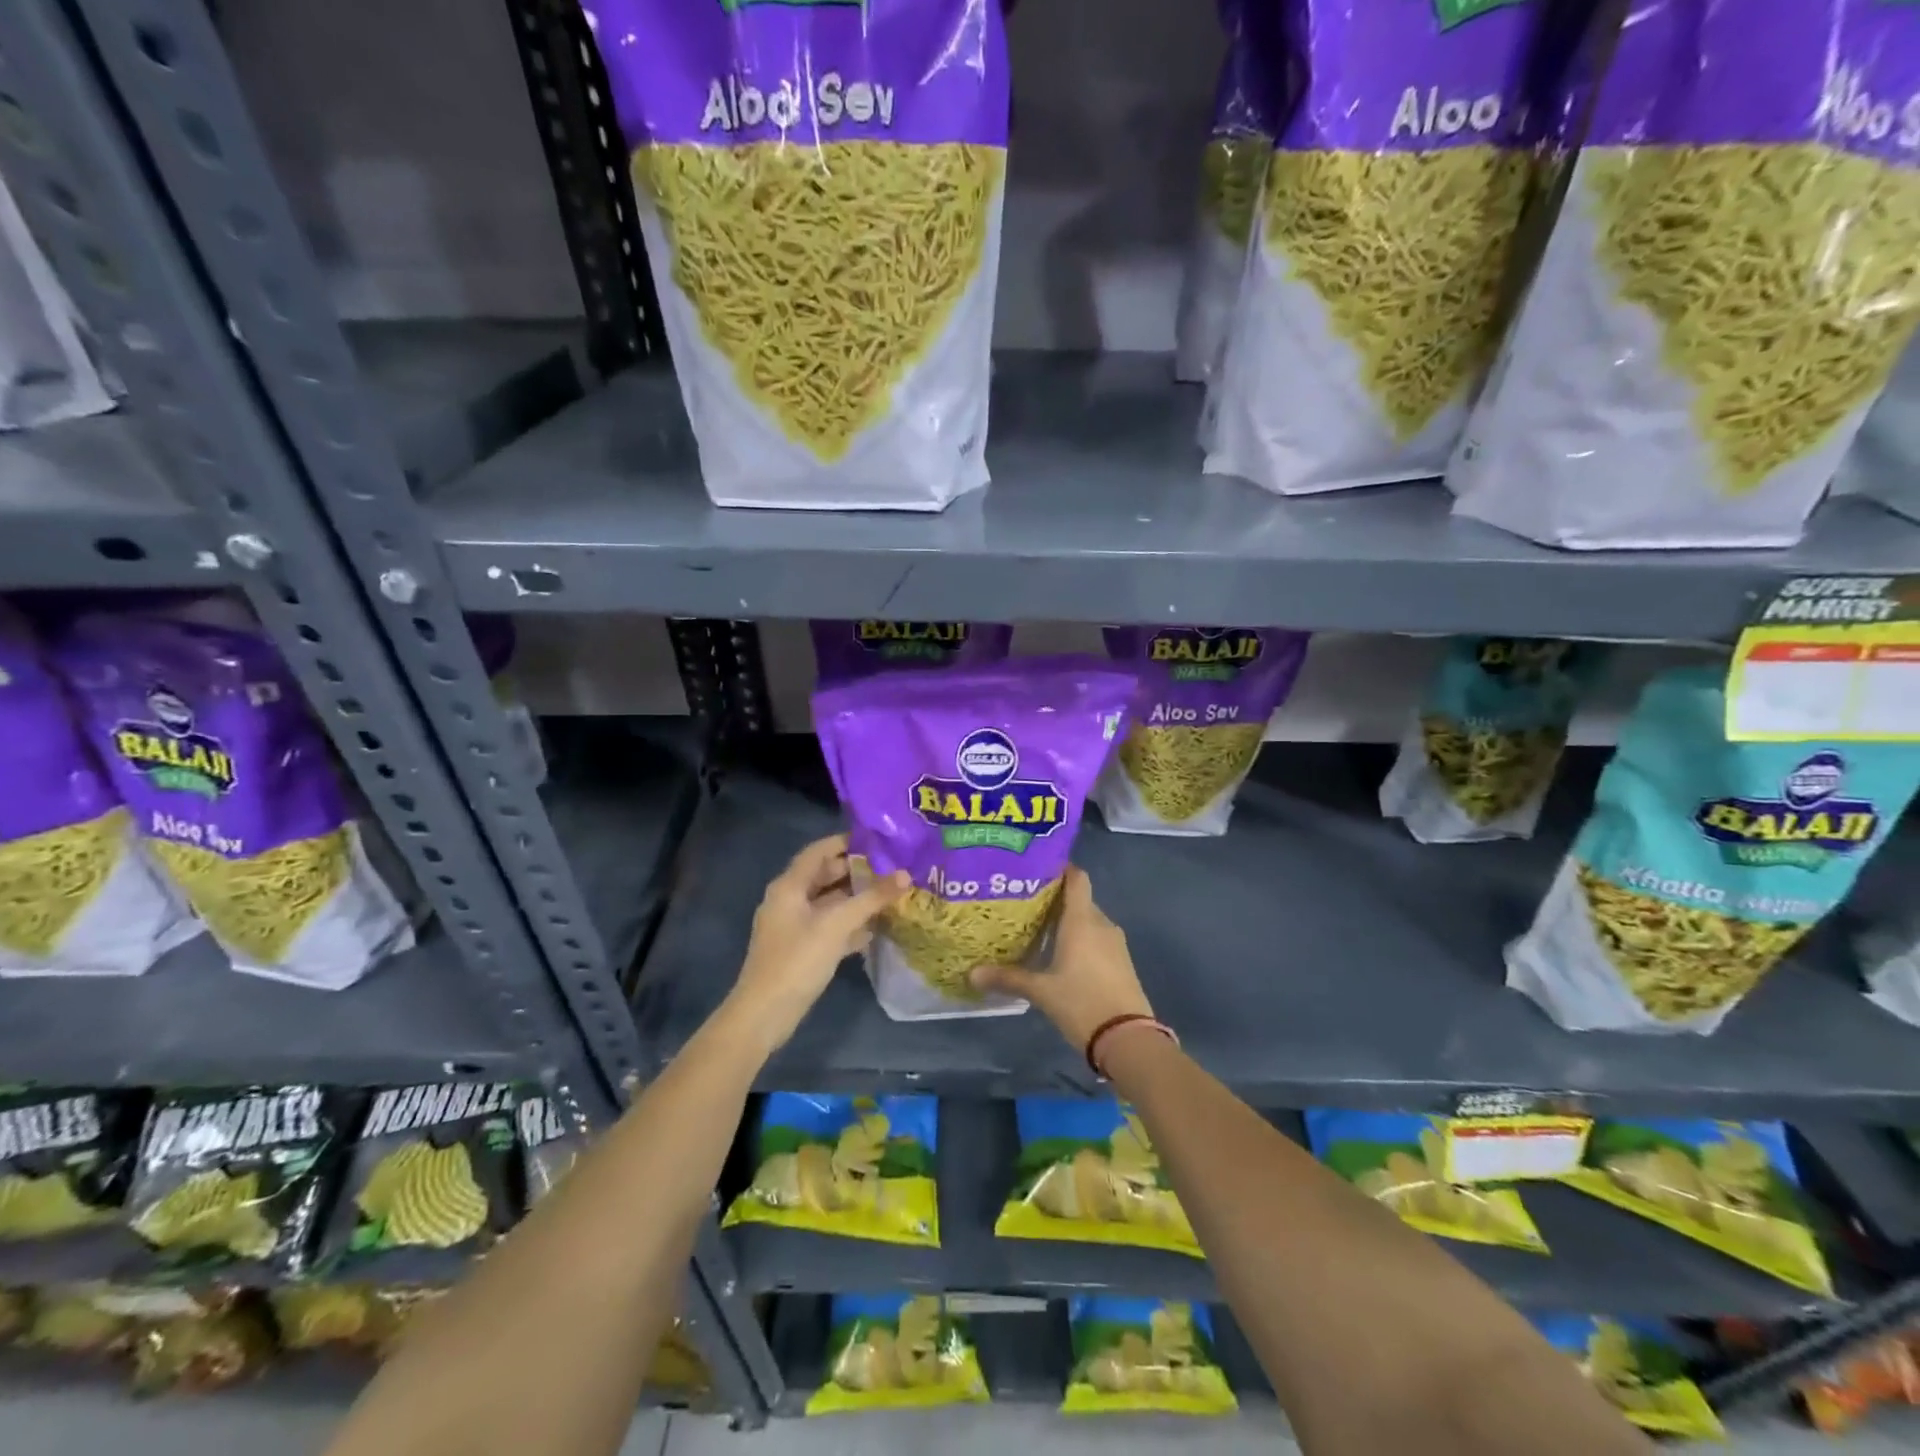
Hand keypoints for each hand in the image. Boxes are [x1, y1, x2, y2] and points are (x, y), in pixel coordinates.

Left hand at [723, 834, 908, 1056]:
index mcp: (789, 886)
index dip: (846, 843)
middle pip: (825, 876)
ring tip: (890, 895)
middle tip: (891, 868)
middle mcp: (789, 900)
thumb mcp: (837, 925)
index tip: (878, 840)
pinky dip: (849, 925)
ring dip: (856, 899)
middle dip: (857, 872)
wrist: (765, 1014)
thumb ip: (871, 898)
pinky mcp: (801, 949)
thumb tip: (905, 875)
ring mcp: (794, 926)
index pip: (819, 851)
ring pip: (829, 903)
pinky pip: (829, 927)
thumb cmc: (798, 960)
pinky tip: (875, 930)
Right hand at [970, 866, 1154, 1052]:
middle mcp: (1101, 924)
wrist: (1128, 1040)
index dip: (1060, 868)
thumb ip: (1008, 978)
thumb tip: (972, 973)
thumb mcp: (1041, 991)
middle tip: (1025, 904)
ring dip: (1068, 922)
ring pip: (1088, 921)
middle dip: (1055, 899)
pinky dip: (1080, 940)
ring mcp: (1115, 943)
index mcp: (1082, 920)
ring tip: (1038, 929)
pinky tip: (1060, 956)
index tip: (1036, 869)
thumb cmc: (1082, 1003)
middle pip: (1079, 899)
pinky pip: (1098, 939)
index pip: (1076, 877)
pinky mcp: (1122, 962)